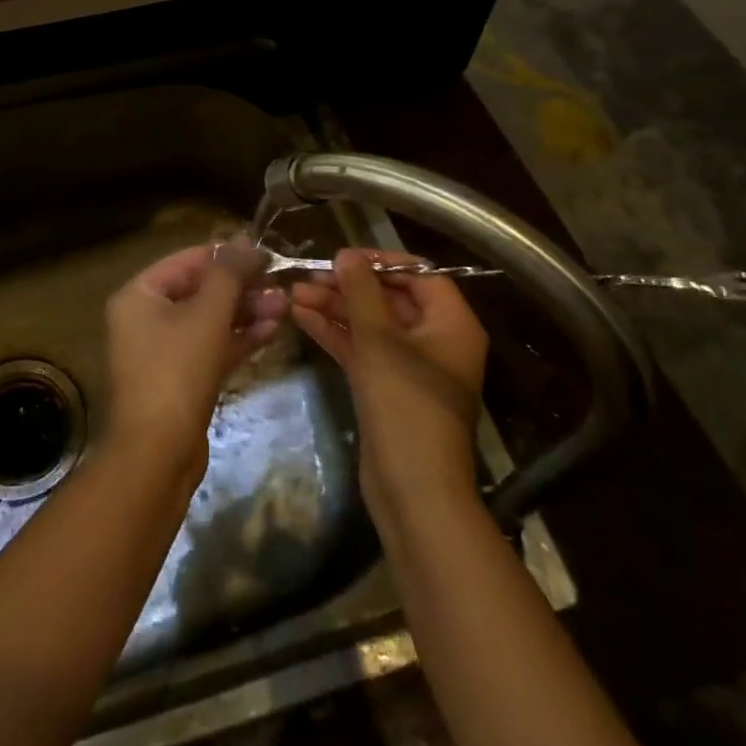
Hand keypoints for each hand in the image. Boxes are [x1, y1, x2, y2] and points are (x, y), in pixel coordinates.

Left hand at [102, 238, 282, 478]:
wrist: (157, 456)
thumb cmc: (176, 372)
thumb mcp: (207, 315)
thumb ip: (228, 274)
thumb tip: (244, 239)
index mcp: (139, 295)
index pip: (187, 261)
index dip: (226, 256)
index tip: (266, 254)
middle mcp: (145, 318)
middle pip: (199, 290)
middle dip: (241, 287)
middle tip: (280, 284)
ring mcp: (162, 350)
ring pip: (209, 320)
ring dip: (245, 312)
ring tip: (284, 306)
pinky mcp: (181, 378)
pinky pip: (211, 346)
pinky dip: (238, 338)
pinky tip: (272, 330)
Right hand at [290, 249, 487, 521]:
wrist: (413, 490)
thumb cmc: (406, 405)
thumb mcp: (380, 340)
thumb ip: (361, 292)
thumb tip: (346, 255)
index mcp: (452, 324)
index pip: (419, 275)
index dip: (381, 262)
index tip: (342, 256)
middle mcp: (436, 341)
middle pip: (390, 299)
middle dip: (348, 287)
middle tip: (309, 276)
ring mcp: (411, 367)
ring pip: (371, 325)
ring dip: (335, 309)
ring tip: (293, 294)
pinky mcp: (389, 389)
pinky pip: (362, 350)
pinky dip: (336, 334)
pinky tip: (301, 318)